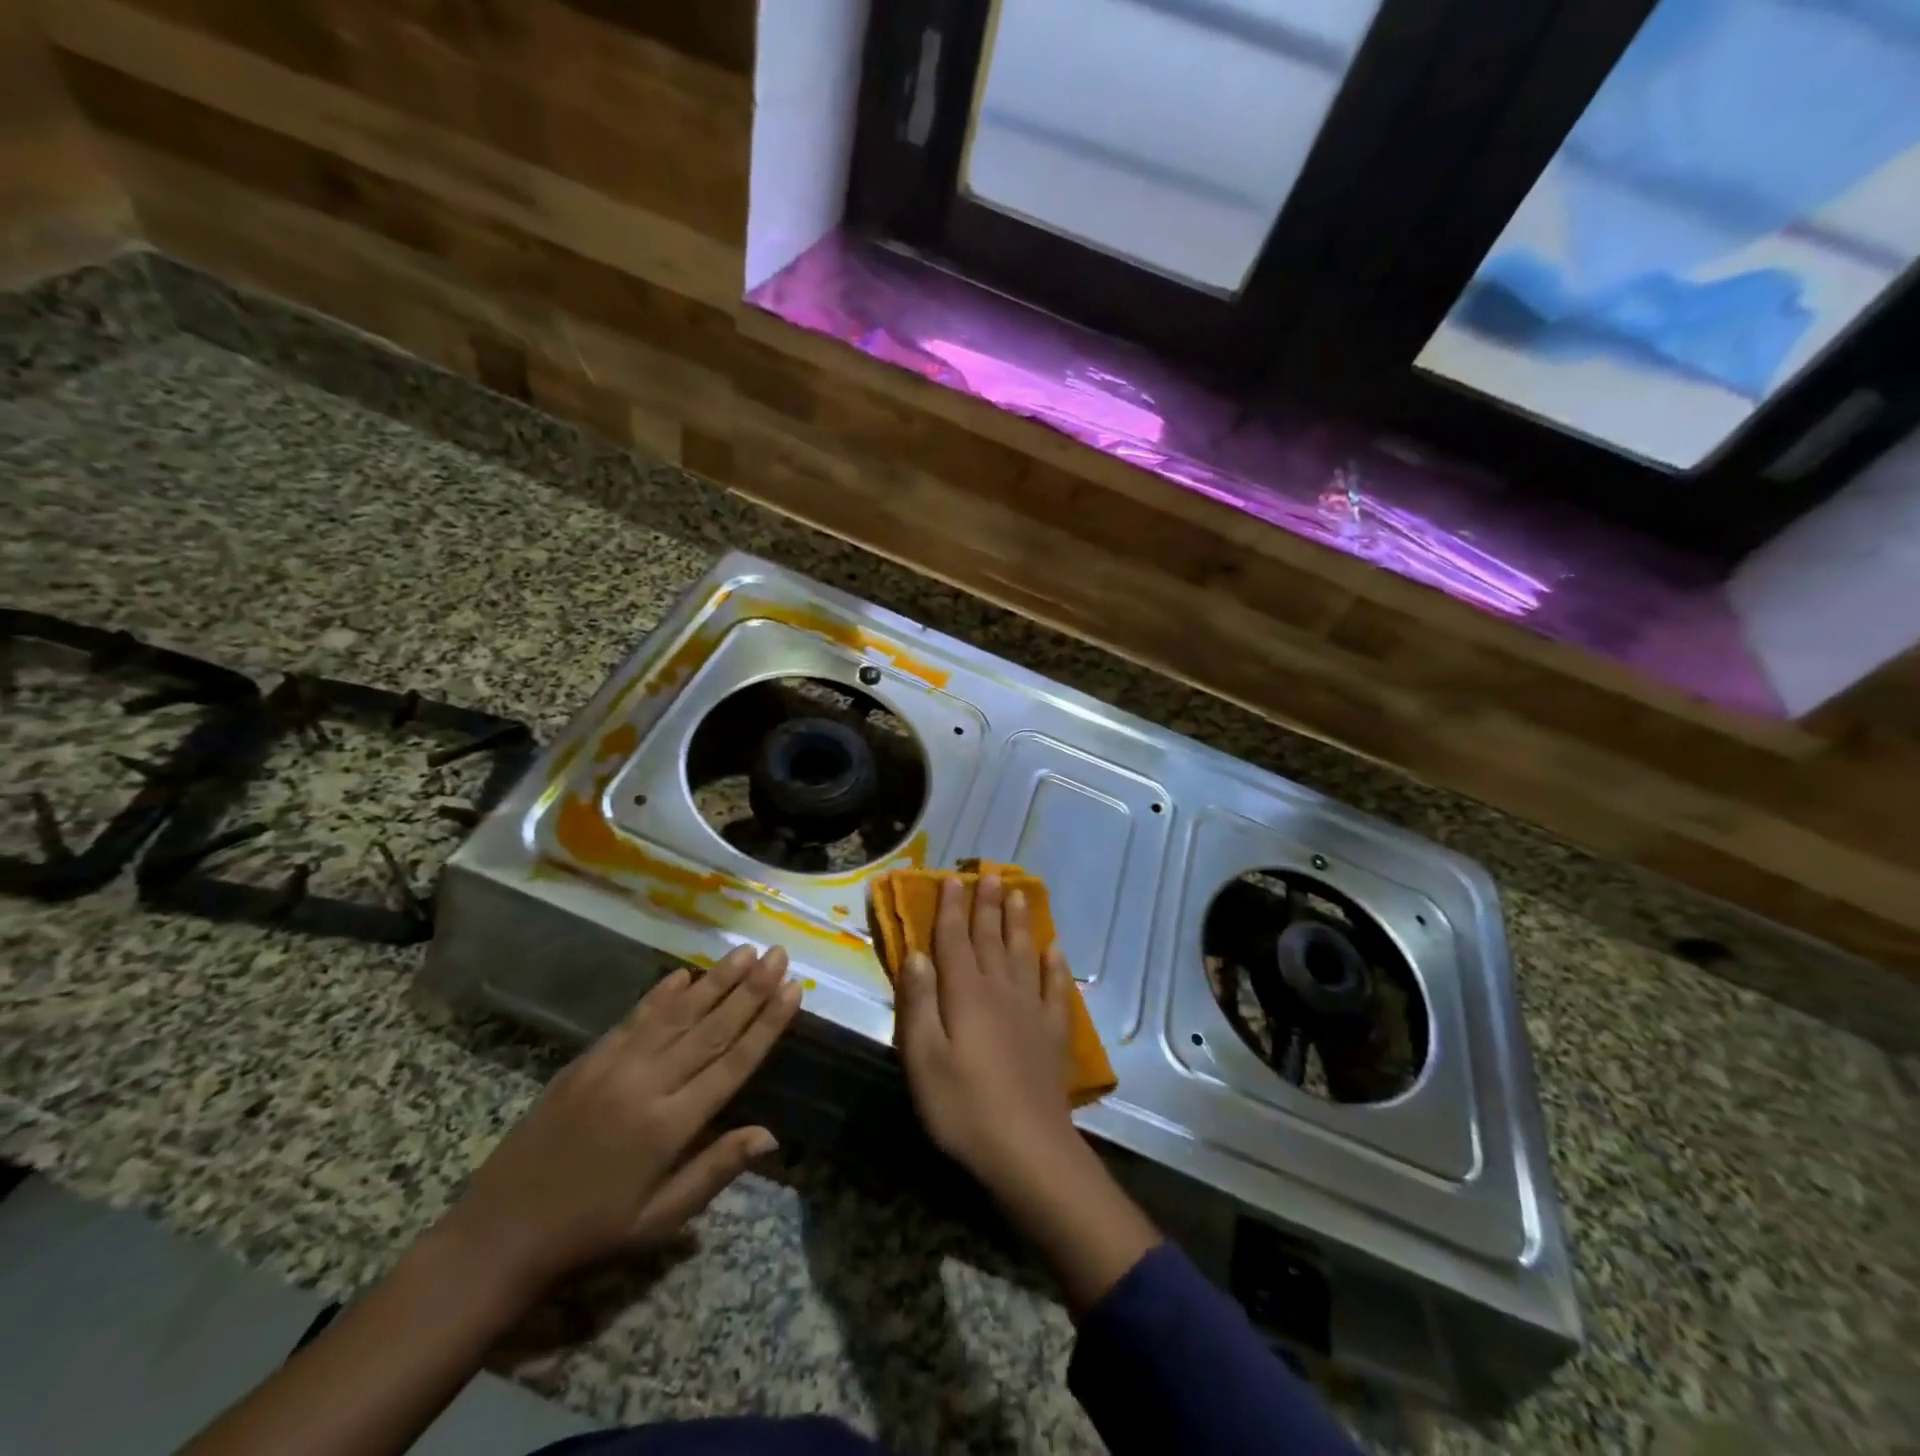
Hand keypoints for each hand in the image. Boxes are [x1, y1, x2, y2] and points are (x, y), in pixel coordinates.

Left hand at [437, 944, 800, 1300]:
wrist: (499, 1233)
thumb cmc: (591, 1232)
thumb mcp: (659, 1219)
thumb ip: (715, 1169)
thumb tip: (771, 1135)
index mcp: (670, 1125)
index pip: (733, 1062)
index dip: (767, 1024)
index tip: (793, 990)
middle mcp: (648, 1084)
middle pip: (711, 1027)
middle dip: (751, 989)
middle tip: (779, 955)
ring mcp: (615, 1067)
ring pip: (677, 1014)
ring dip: (715, 981)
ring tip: (746, 952)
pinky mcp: (588, 1060)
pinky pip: (635, 1019)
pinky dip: (662, 995)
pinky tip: (685, 974)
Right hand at [895, 876, 1160, 1313]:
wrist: (1027, 1150)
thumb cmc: (962, 1107)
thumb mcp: (922, 1059)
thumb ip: (918, 1003)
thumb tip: (916, 954)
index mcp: (965, 995)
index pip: (954, 942)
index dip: (951, 910)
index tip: (953, 880)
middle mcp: (1000, 992)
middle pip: (991, 940)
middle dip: (987, 906)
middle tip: (990, 874)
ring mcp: (1031, 1011)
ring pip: (1024, 954)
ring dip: (1019, 923)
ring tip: (1019, 895)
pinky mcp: (1053, 1034)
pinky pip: (1056, 989)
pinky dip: (1055, 966)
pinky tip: (1055, 951)